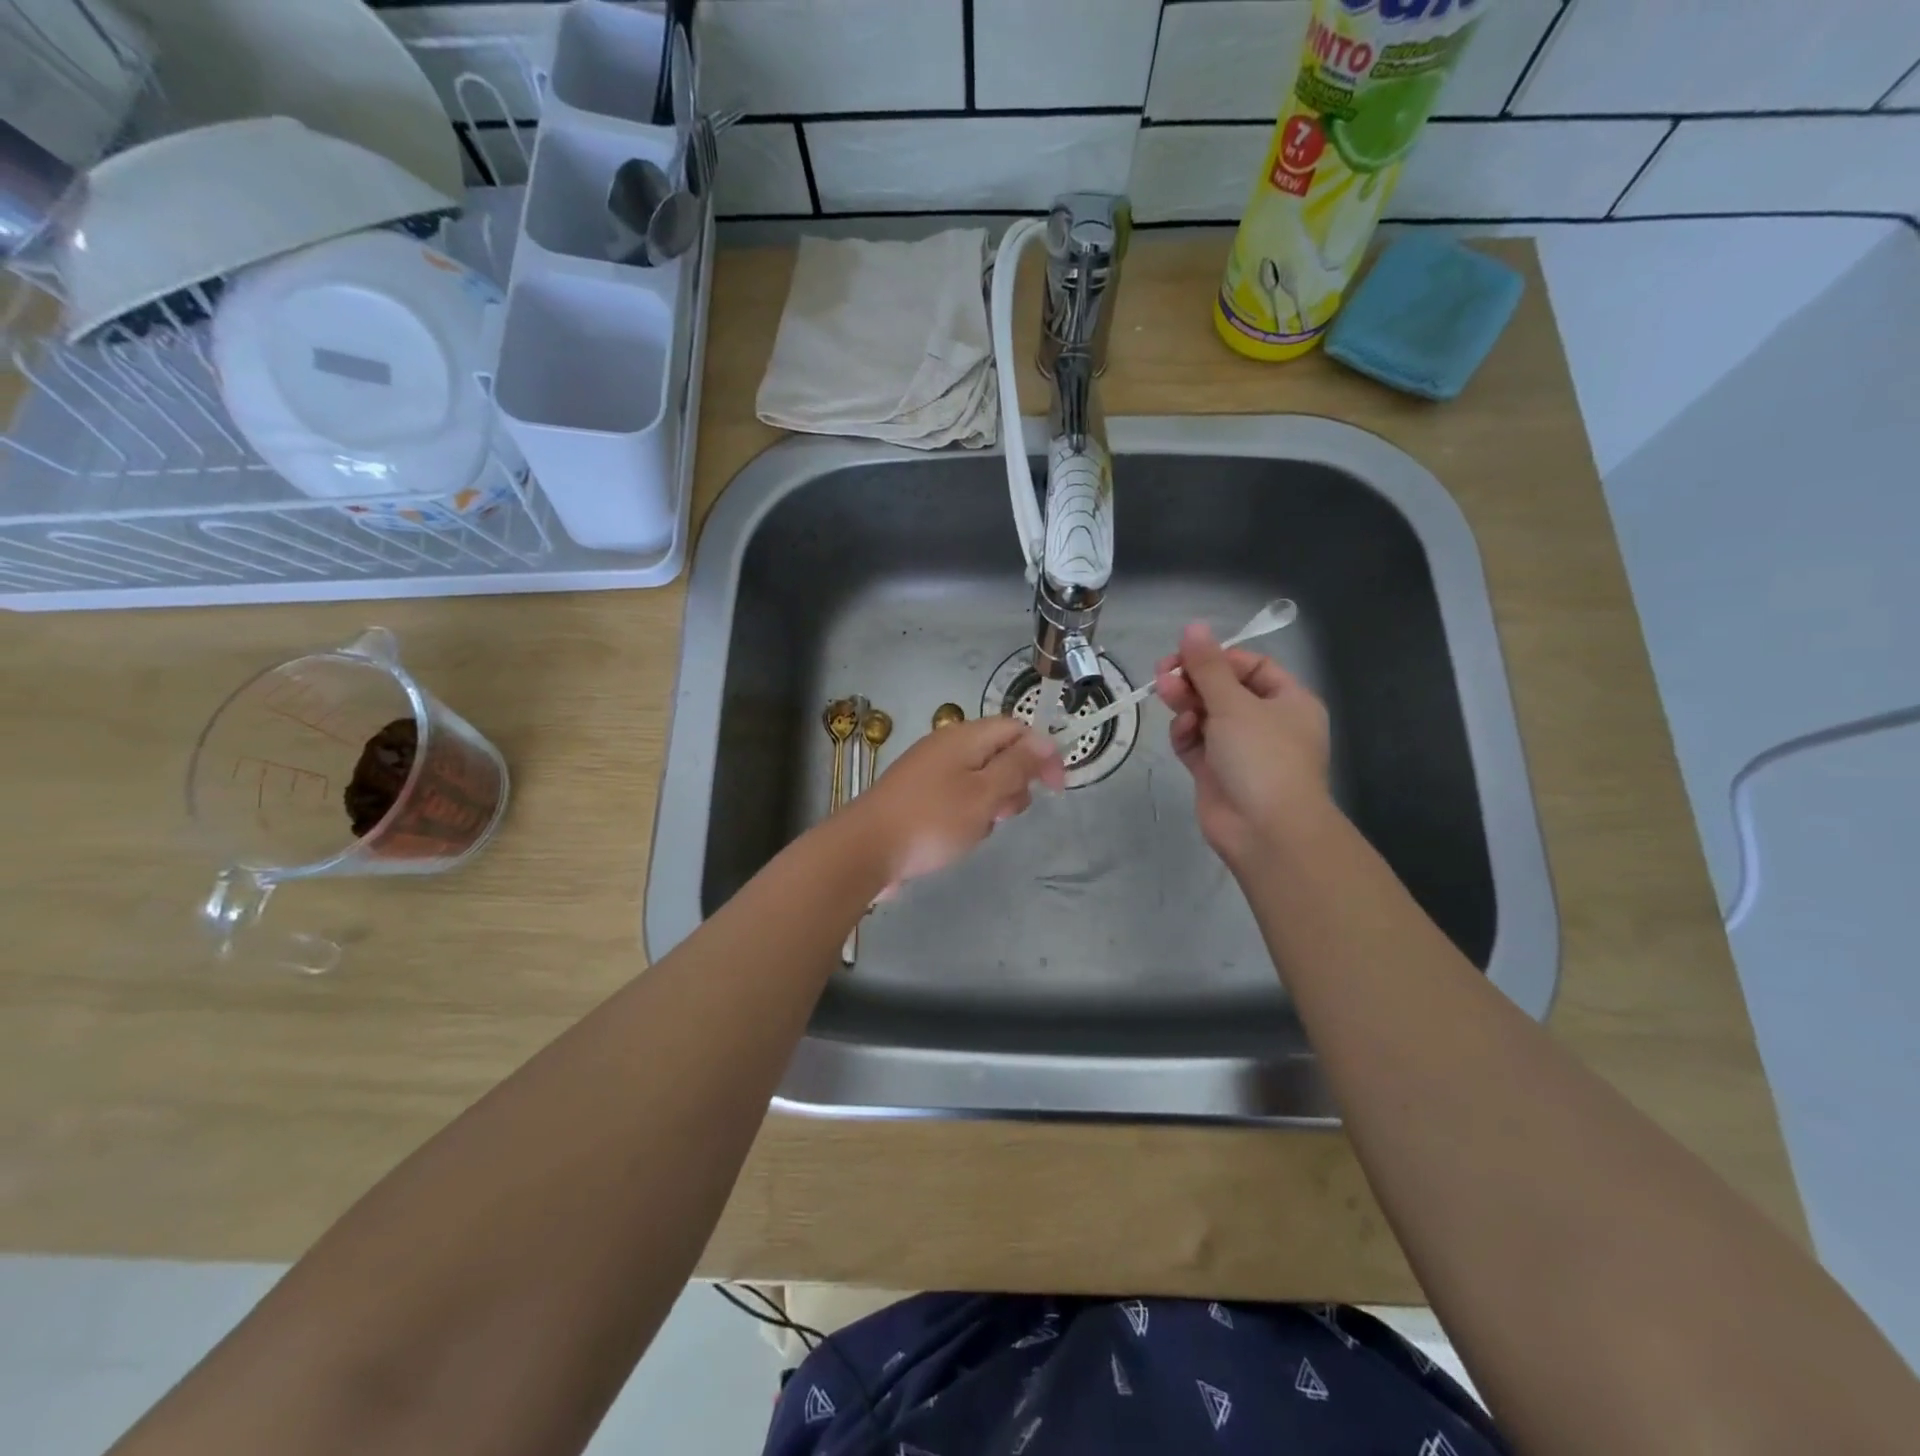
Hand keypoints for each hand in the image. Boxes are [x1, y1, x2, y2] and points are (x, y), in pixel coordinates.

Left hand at [849, 715, 1064, 889]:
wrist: (865, 849)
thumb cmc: (932, 821)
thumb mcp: (984, 794)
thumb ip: (1017, 766)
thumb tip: (1043, 741)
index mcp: (964, 737)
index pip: (1016, 729)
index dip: (1042, 753)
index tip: (1056, 788)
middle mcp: (947, 746)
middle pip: (999, 753)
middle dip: (1015, 783)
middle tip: (1004, 814)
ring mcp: (930, 771)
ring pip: (980, 779)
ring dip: (991, 803)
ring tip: (979, 829)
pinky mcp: (918, 795)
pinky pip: (958, 796)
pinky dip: (968, 814)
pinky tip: (959, 837)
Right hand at [1156, 622, 1331, 867]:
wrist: (1265, 830)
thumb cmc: (1262, 757)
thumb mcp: (1235, 704)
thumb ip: (1208, 666)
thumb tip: (1193, 627)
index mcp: (1288, 701)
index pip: (1252, 666)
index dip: (1219, 658)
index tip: (1188, 655)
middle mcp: (1266, 723)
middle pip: (1224, 690)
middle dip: (1194, 680)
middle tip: (1163, 673)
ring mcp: (1240, 750)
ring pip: (1206, 715)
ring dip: (1186, 704)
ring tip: (1166, 696)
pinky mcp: (1216, 772)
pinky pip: (1196, 743)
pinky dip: (1186, 734)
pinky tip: (1182, 732)